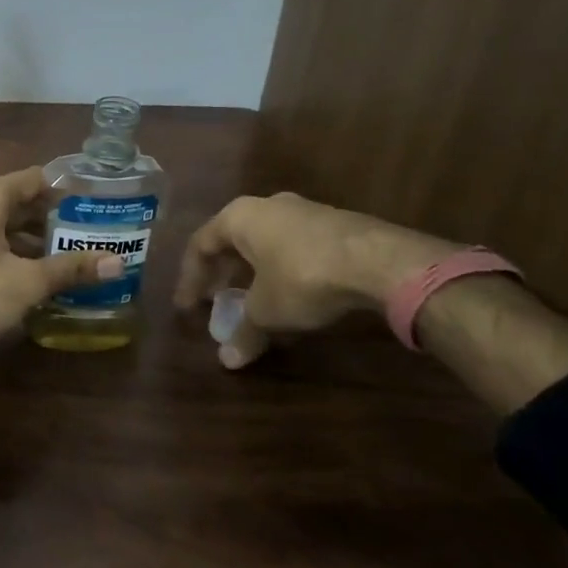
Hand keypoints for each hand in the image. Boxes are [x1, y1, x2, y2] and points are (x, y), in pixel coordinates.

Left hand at [0, 166, 123, 356]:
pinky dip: (4, 254)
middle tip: (87, 240)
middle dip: (50, 222)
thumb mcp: (26, 282)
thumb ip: (70, 269)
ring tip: (62, 262)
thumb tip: (117, 263)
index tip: (97, 207)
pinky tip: (22, 279)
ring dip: (27, 242)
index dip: (68, 192)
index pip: (36, 179)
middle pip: (17, 202)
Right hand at [173, 192, 457, 368]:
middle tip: (217, 301)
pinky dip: (282, 271)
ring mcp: (303, 211)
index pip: (200, 246)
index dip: (190, 279)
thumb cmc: (302, 277)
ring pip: (265, 243)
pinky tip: (293, 296)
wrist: (380, 261)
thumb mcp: (267, 311)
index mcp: (238, 217)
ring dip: (253, 272)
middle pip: (232, 241)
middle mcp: (266, 206)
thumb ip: (244, 332)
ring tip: (254, 301)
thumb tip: (228, 361)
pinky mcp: (335, 224)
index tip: (187, 307)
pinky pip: (294, 247)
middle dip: (222, 274)